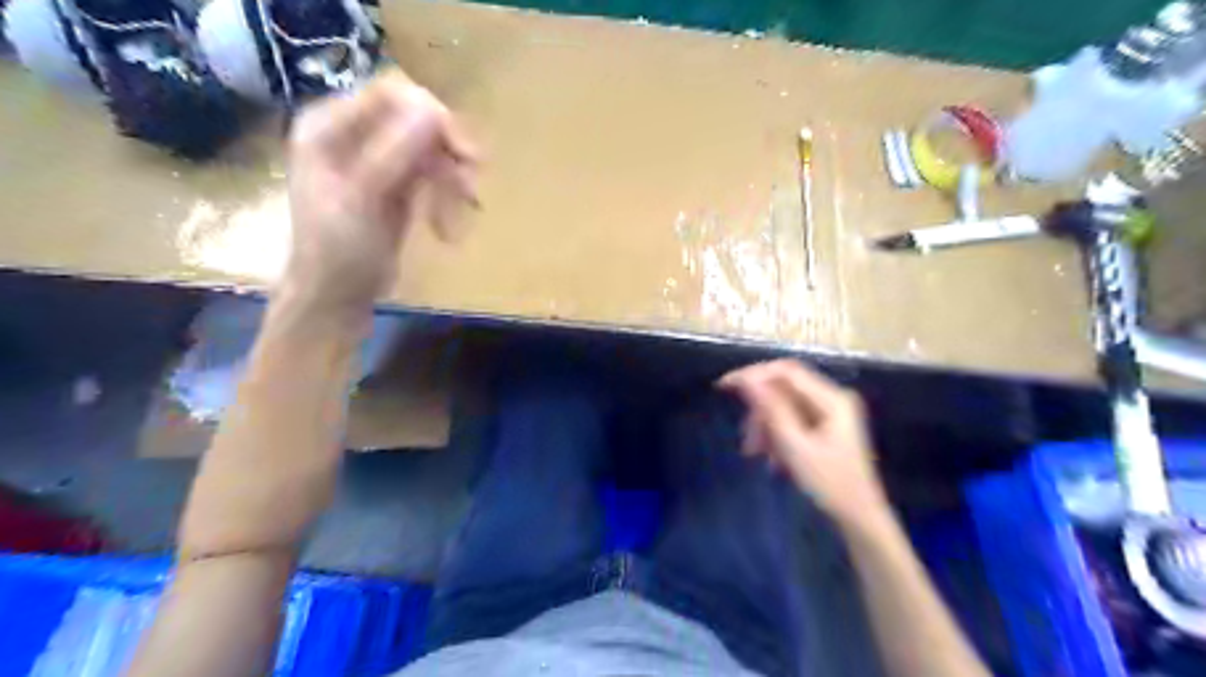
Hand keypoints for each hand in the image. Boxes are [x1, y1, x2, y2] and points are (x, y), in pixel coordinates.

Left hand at [281, 69, 477, 321]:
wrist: (337, 296)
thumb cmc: (339, 250)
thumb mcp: (363, 199)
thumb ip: (395, 153)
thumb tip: (435, 110)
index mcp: (329, 127)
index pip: (390, 94)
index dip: (431, 114)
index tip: (462, 151)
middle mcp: (353, 134)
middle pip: (415, 119)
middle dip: (447, 151)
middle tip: (472, 185)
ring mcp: (377, 159)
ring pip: (429, 148)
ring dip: (452, 177)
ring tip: (466, 209)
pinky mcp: (397, 184)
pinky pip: (432, 174)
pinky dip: (447, 195)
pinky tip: (449, 226)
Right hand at [715, 359, 883, 523]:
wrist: (859, 519)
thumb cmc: (830, 484)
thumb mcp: (795, 446)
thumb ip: (771, 409)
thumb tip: (747, 379)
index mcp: (832, 399)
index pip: (786, 371)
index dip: (753, 374)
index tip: (725, 386)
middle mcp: (832, 398)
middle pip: (784, 389)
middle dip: (760, 410)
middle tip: (746, 438)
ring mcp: (830, 413)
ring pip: (784, 406)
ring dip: (765, 426)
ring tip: (755, 453)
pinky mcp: (824, 427)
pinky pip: (791, 420)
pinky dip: (777, 435)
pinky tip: (772, 459)